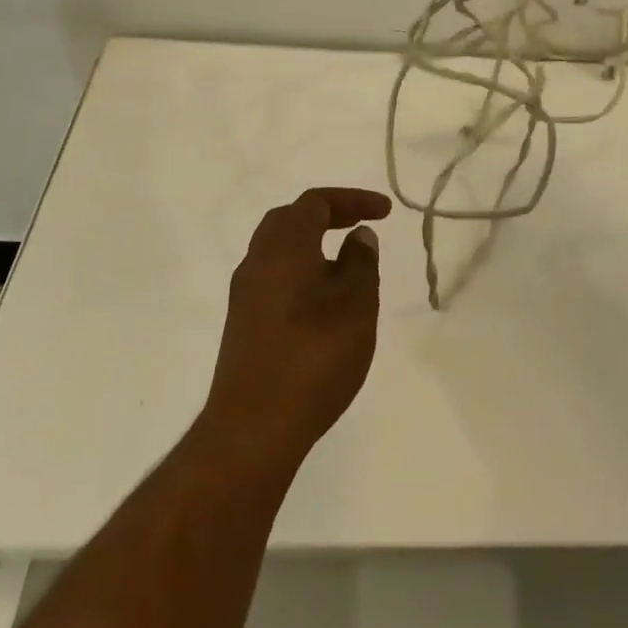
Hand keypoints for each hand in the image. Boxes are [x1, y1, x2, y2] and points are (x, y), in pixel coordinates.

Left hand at [202, 187, 392, 471]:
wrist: (253, 428)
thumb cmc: (314, 356)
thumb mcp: (356, 304)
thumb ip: (361, 262)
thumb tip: (358, 236)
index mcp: (284, 246)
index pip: (316, 203)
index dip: (352, 200)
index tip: (385, 211)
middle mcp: (257, 260)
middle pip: (290, 219)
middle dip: (328, 215)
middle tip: (360, 227)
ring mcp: (245, 294)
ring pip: (279, 250)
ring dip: (313, 245)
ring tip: (347, 265)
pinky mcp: (242, 324)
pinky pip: (274, 278)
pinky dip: (301, 272)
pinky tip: (323, 301)